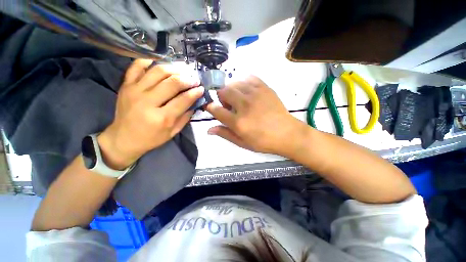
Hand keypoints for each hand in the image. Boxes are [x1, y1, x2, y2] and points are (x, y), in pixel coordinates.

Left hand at [98, 59, 203, 169]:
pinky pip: (136, 66)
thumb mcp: (173, 132)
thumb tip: (195, 102)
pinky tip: (159, 63)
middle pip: (172, 83)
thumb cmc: (151, 138)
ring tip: (183, 70)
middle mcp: (147, 102)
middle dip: (187, 79)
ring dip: (174, 68)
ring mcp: (134, 91)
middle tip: (195, 79)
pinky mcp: (125, 85)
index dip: (195, 92)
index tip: (201, 88)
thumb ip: (185, 117)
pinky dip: (148, 61)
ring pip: (158, 71)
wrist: (123, 138)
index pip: (183, 100)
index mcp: (162, 118)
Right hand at [205, 76, 307, 155]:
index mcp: (238, 122)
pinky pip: (249, 78)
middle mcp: (244, 105)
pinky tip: (248, 92)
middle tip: (229, 106)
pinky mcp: (265, 88)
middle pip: (223, 91)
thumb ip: (225, 134)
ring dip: (232, 91)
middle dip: (221, 97)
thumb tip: (209, 129)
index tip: (211, 108)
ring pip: (234, 83)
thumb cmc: (263, 141)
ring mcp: (255, 94)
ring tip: (239, 99)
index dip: (210, 107)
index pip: (216, 110)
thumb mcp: (243, 142)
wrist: (287, 133)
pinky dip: (244, 84)